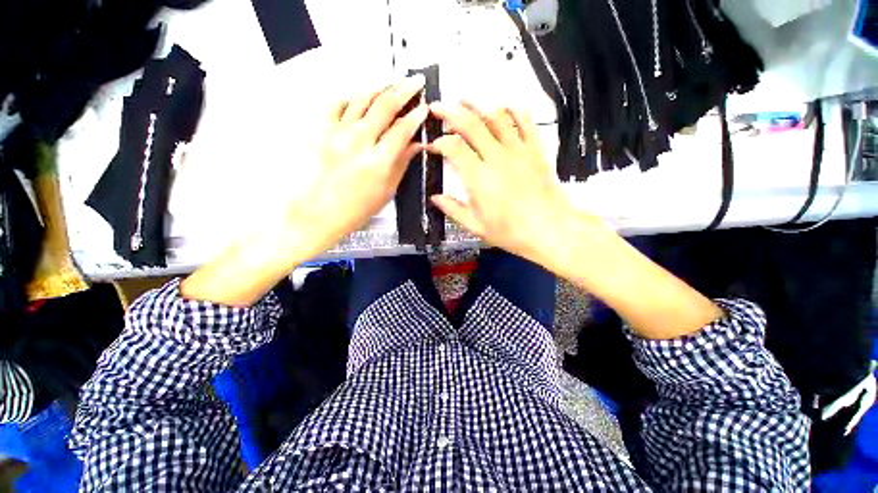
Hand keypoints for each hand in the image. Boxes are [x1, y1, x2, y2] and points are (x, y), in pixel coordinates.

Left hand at [182, 76, 427, 306]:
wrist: (314, 215)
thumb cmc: (353, 211)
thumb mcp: (385, 193)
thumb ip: (401, 165)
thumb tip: (415, 146)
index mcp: (378, 162)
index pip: (402, 130)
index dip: (416, 116)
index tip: (425, 108)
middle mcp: (358, 142)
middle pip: (384, 106)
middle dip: (404, 89)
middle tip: (415, 81)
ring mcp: (336, 133)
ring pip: (362, 99)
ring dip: (380, 87)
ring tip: (392, 80)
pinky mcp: (320, 131)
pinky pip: (337, 105)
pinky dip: (351, 97)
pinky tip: (360, 96)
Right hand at [428, 101, 586, 262]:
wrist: (550, 230)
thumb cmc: (511, 232)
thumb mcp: (476, 227)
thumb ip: (453, 209)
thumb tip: (435, 197)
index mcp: (479, 178)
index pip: (454, 148)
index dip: (440, 142)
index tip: (433, 145)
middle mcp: (497, 158)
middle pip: (472, 125)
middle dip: (451, 112)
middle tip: (437, 106)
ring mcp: (519, 151)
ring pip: (496, 118)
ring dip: (478, 105)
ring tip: (464, 100)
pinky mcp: (536, 150)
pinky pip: (525, 122)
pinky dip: (513, 110)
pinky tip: (504, 106)